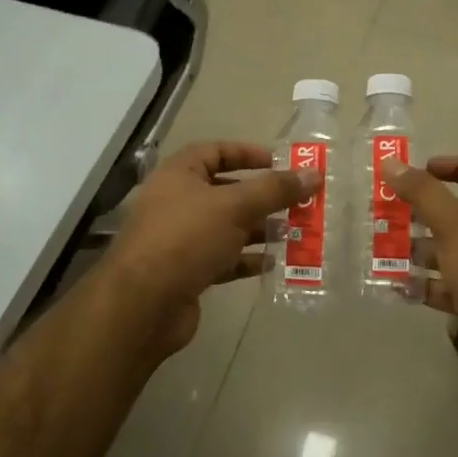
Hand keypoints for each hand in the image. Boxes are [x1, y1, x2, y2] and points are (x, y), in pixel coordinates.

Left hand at [101, 141, 315, 358]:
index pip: (215, 151)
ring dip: (259, 229)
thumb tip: (314, 174)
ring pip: (227, 227)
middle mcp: (176, 202)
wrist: (143, 305)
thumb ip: (275, 190)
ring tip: (293, 232)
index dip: (248, 153)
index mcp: (179, 175)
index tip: (281, 163)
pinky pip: (223, 259)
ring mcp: (180, 239)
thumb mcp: (235, 206)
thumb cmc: (186, 238)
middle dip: (262, 196)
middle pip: (225, 191)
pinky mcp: (187, 272)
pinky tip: (273, 263)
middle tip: (297, 202)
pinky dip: (246, 259)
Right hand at [390, 156, 457, 388]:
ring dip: (418, 249)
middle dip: (422, 213)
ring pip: (449, 252)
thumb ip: (422, 193)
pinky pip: (447, 287)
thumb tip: (391, 162)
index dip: (454, 165)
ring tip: (383, 248)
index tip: (419, 171)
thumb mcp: (454, 224)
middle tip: (387, 212)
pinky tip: (396, 285)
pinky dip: (424, 285)